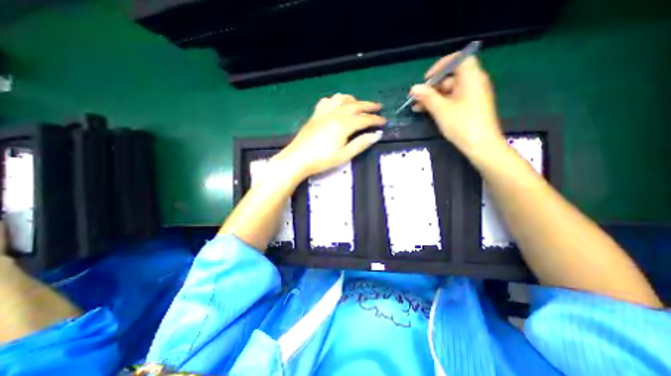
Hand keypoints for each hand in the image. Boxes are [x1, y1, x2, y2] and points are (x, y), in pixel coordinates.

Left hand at [277, 93, 384, 178]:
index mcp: (344, 125)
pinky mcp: (315, 115)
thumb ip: (361, 144)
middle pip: (355, 105)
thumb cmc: (322, 160)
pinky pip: (326, 101)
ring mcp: (323, 113)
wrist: (298, 159)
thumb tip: (376, 135)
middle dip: (368, 106)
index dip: (375, 120)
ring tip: (358, 104)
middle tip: (377, 107)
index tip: (383, 121)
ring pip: (341, 99)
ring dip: (352, 100)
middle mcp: (335, 114)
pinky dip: (335, 100)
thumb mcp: (344, 155)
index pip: (364, 119)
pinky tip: (336, 105)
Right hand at [409, 55, 508, 159]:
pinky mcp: (469, 107)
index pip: (458, 60)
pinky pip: (452, 100)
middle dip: (432, 86)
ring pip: (449, 91)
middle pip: (451, 77)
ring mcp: (471, 96)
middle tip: (417, 97)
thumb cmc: (462, 124)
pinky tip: (425, 111)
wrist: (481, 145)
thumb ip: (427, 97)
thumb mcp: (441, 110)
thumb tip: (413, 88)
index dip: (441, 66)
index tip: (426, 78)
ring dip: (432, 97)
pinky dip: (439, 104)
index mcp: (471, 78)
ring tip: (416, 107)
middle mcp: (473, 83)